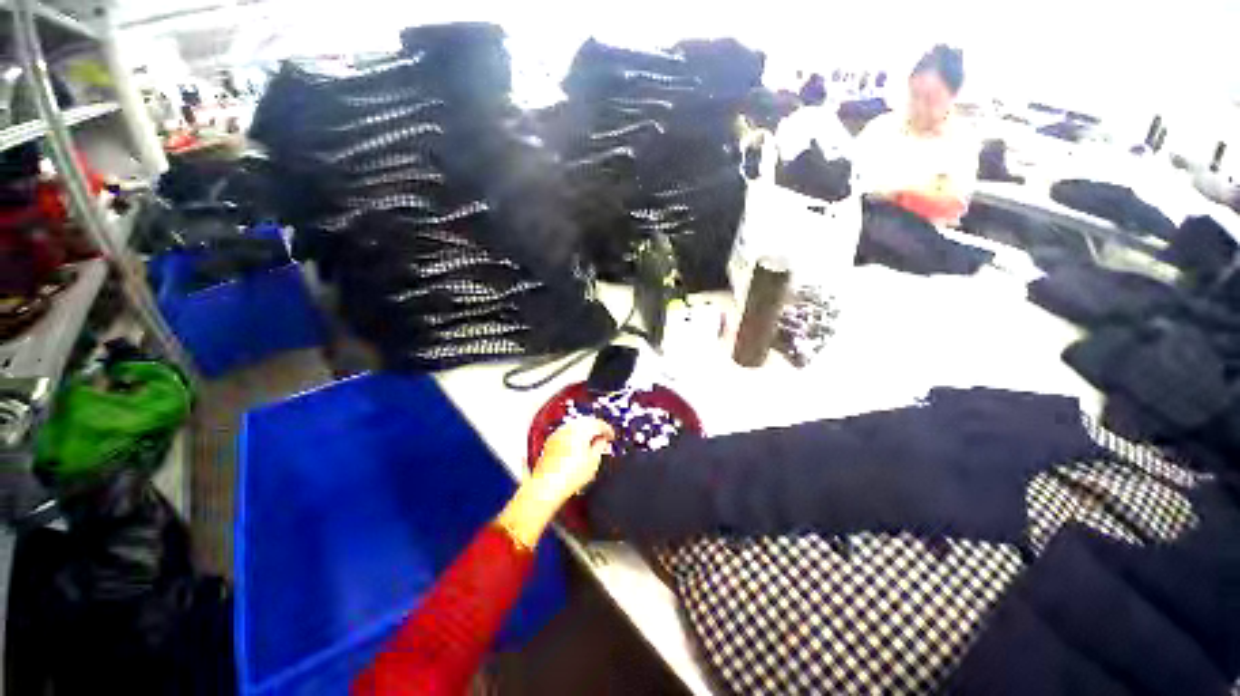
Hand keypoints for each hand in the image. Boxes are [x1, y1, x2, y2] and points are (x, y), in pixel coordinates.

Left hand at [496, 418, 614, 549]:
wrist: (547, 486)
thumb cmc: (571, 475)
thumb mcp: (594, 461)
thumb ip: (600, 446)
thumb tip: (602, 440)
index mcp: (582, 429)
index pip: (599, 423)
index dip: (608, 429)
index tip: (612, 436)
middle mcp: (569, 427)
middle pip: (586, 421)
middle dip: (596, 428)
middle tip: (603, 437)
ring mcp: (558, 433)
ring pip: (575, 426)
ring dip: (584, 431)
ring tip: (591, 442)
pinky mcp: (550, 441)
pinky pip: (566, 433)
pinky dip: (574, 436)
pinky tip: (577, 446)